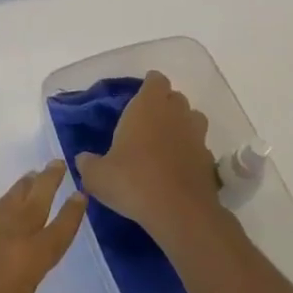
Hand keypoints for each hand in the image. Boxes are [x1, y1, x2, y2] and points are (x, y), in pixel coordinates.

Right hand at [74, 71, 223, 246]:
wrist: (180, 213)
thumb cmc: (133, 181)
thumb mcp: (98, 176)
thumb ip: (88, 164)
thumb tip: (83, 160)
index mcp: (148, 106)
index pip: (155, 80)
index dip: (149, 86)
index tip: (138, 98)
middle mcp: (176, 114)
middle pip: (175, 98)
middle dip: (164, 105)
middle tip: (147, 123)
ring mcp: (197, 136)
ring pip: (192, 119)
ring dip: (181, 126)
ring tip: (165, 143)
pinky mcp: (209, 161)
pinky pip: (199, 147)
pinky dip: (190, 152)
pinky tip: (177, 169)